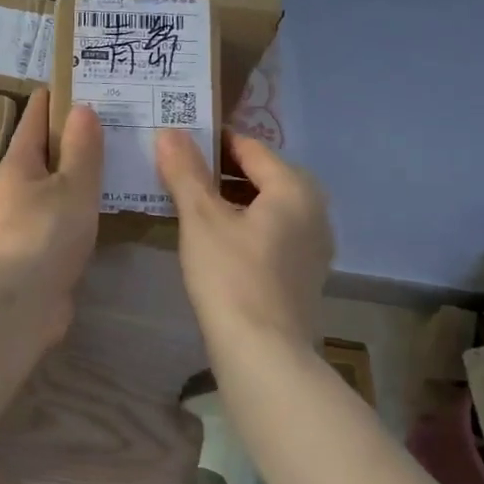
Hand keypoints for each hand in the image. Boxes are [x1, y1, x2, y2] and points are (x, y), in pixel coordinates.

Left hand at [0, 91, 102, 343]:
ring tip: (118, 154)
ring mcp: (26, 216)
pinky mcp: (39, 245)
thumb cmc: (46, 233)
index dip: (57, 95)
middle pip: (45, 148)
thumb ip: (82, 148)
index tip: (85, 79)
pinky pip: (64, 211)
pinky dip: (83, 201)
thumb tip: (82, 108)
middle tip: (115, 116)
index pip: (35, 115)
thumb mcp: (72, 185)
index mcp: (18, 161)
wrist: (22, 301)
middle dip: (75, 132)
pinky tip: (107, 201)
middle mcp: (17, 185)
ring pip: (56, 182)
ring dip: (80, 169)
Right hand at [156, 128, 334, 355]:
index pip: (250, 147)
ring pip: (267, 205)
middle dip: (220, 171)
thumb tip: (168, 131)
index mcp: (295, 188)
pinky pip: (272, 232)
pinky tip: (215, 240)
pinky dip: (245, 225)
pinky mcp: (304, 272)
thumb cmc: (231, 275)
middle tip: (178, 172)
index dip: (212, 141)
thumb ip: (185, 171)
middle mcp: (314, 209)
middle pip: (262, 175)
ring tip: (190, 204)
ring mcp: (314, 244)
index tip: (177, 142)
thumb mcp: (200, 218)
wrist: (263, 352)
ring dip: (231, 199)